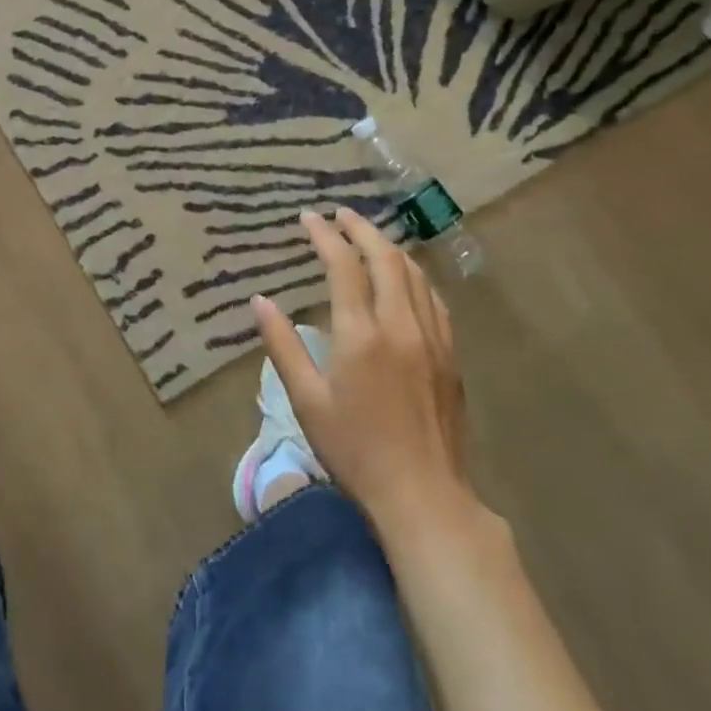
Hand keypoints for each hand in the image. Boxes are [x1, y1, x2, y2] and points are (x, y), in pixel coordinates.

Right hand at [252, 208, 486, 534]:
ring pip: (414, 274)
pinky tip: (405, 279)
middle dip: (361, 228)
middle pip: (385, 258)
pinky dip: (413, 276)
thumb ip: (283, 345)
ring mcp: (433, 339)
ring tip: (367, 237)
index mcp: (361, 334)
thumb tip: (260, 301)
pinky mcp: (450, 356)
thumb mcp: (307, 400)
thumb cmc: (355, 450)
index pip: (344, 265)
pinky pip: (433, 299)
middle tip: (339, 214)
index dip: (325, 235)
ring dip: (389, 247)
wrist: (424, 496)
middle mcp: (401, 325)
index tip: (308, 217)